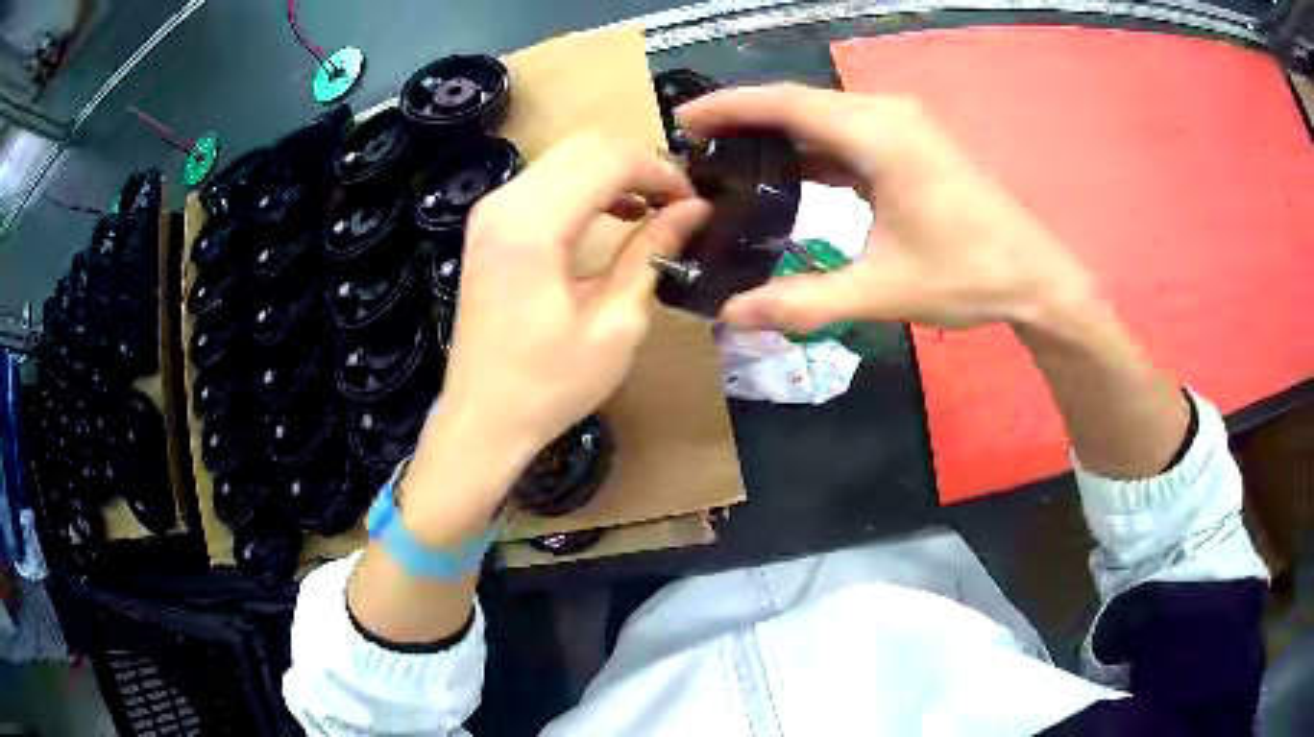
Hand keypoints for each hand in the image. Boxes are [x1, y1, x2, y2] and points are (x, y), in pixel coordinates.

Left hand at [402, 133, 709, 537]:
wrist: (482, 417)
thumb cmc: (550, 385)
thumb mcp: (616, 323)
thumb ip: (652, 253)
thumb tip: (694, 210)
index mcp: (533, 228)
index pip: (610, 160)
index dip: (661, 172)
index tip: (694, 202)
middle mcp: (504, 203)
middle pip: (586, 145)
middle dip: (640, 163)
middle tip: (677, 201)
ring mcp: (490, 210)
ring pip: (566, 155)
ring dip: (614, 170)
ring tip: (652, 206)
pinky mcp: (487, 223)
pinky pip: (545, 178)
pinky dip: (585, 183)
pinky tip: (612, 212)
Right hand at [677, 84, 1094, 332]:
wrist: (1036, 276)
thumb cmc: (968, 275)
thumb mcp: (883, 292)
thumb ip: (804, 303)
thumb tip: (732, 317)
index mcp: (878, 136)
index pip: (785, 104)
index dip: (728, 108)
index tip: (682, 119)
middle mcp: (887, 114)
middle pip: (799, 102)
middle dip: (745, 118)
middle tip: (695, 147)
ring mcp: (904, 124)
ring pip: (824, 115)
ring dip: (778, 132)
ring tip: (730, 158)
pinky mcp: (913, 141)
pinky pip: (848, 131)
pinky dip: (812, 146)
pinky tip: (788, 171)